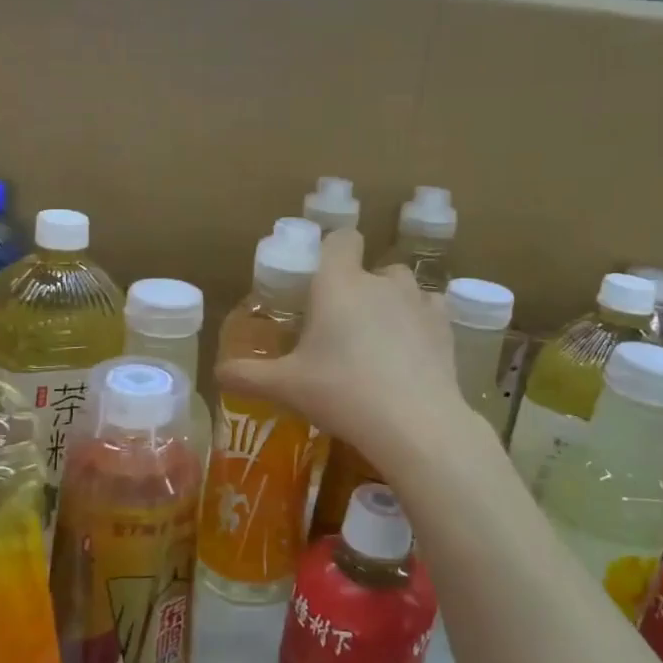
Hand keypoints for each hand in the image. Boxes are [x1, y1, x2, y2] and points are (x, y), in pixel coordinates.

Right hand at [217, 228, 467, 467]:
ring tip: (378, 340)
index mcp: (339, 284)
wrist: (414, 422)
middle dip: (358, 287)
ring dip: (391, 302)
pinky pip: (429, 311)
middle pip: (371, 268)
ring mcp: (418, 302)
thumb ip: (248, 375)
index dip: (332, 251)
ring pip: (403, 287)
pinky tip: (410, 352)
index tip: (320, 277)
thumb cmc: (341, 392)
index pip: (341, 239)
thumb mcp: (286, 387)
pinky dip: (419, 323)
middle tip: (341, 326)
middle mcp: (380, 282)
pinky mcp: (444, 327)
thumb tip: (218, 373)